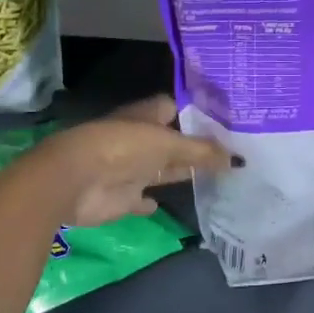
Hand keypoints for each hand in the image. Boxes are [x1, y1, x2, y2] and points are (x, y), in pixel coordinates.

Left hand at [42, 95, 234, 227]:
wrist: (75, 179)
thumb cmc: (123, 148)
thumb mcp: (168, 144)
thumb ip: (202, 152)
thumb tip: (238, 158)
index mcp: (148, 116)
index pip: (177, 108)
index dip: (199, 114)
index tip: (227, 121)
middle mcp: (141, 139)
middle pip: (173, 142)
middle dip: (196, 146)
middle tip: (231, 152)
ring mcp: (131, 168)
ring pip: (161, 169)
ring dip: (179, 172)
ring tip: (214, 177)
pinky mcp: (122, 197)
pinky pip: (141, 199)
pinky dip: (150, 202)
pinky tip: (164, 204)